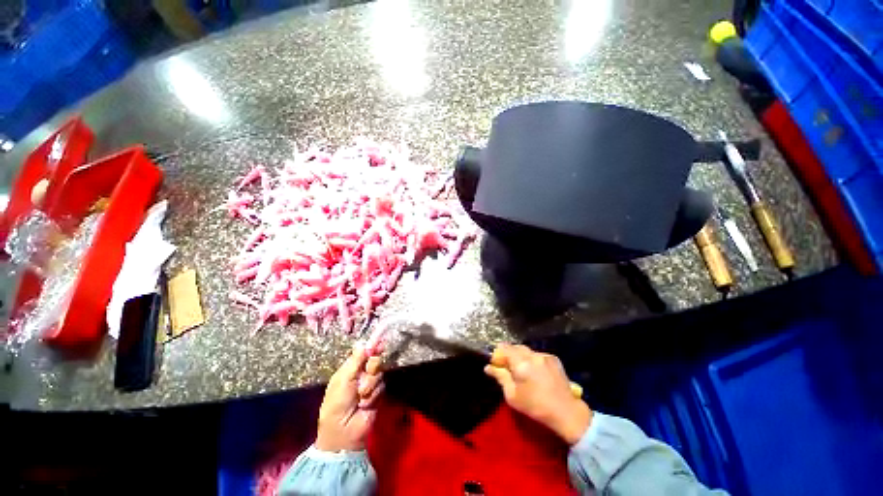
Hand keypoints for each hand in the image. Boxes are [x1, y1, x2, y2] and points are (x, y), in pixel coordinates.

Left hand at [315, 344, 383, 451]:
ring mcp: (370, 384)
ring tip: (360, 397)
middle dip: (372, 367)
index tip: (379, 345)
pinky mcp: (378, 395)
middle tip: (367, 373)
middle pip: (375, 360)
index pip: (363, 353)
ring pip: (379, 374)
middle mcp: (361, 374)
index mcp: (349, 369)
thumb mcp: (343, 379)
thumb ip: (356, 361)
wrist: (343, 431)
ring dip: (370, 385)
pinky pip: (381, 387)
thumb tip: (364, 343)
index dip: (372, 348)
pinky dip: (373, 395)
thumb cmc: (337, 403)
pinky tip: (365, 404)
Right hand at [484, 344, 591, 444]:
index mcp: (521, 363)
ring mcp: (544, 355)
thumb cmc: (535, 407)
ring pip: (526, 350)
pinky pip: (537, 354)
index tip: (495, 364)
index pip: (503, 348)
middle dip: (508, 354)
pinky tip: (534, 371)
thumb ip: (500, 377)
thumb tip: (488, 367)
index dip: (497, 355)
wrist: (566, 412)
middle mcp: (532, 355)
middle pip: (515, 347)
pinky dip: (531, 359)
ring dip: (520, 356)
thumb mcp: (512, 396)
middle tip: (506, 368)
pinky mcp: (553, 358)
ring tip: (521, 370)